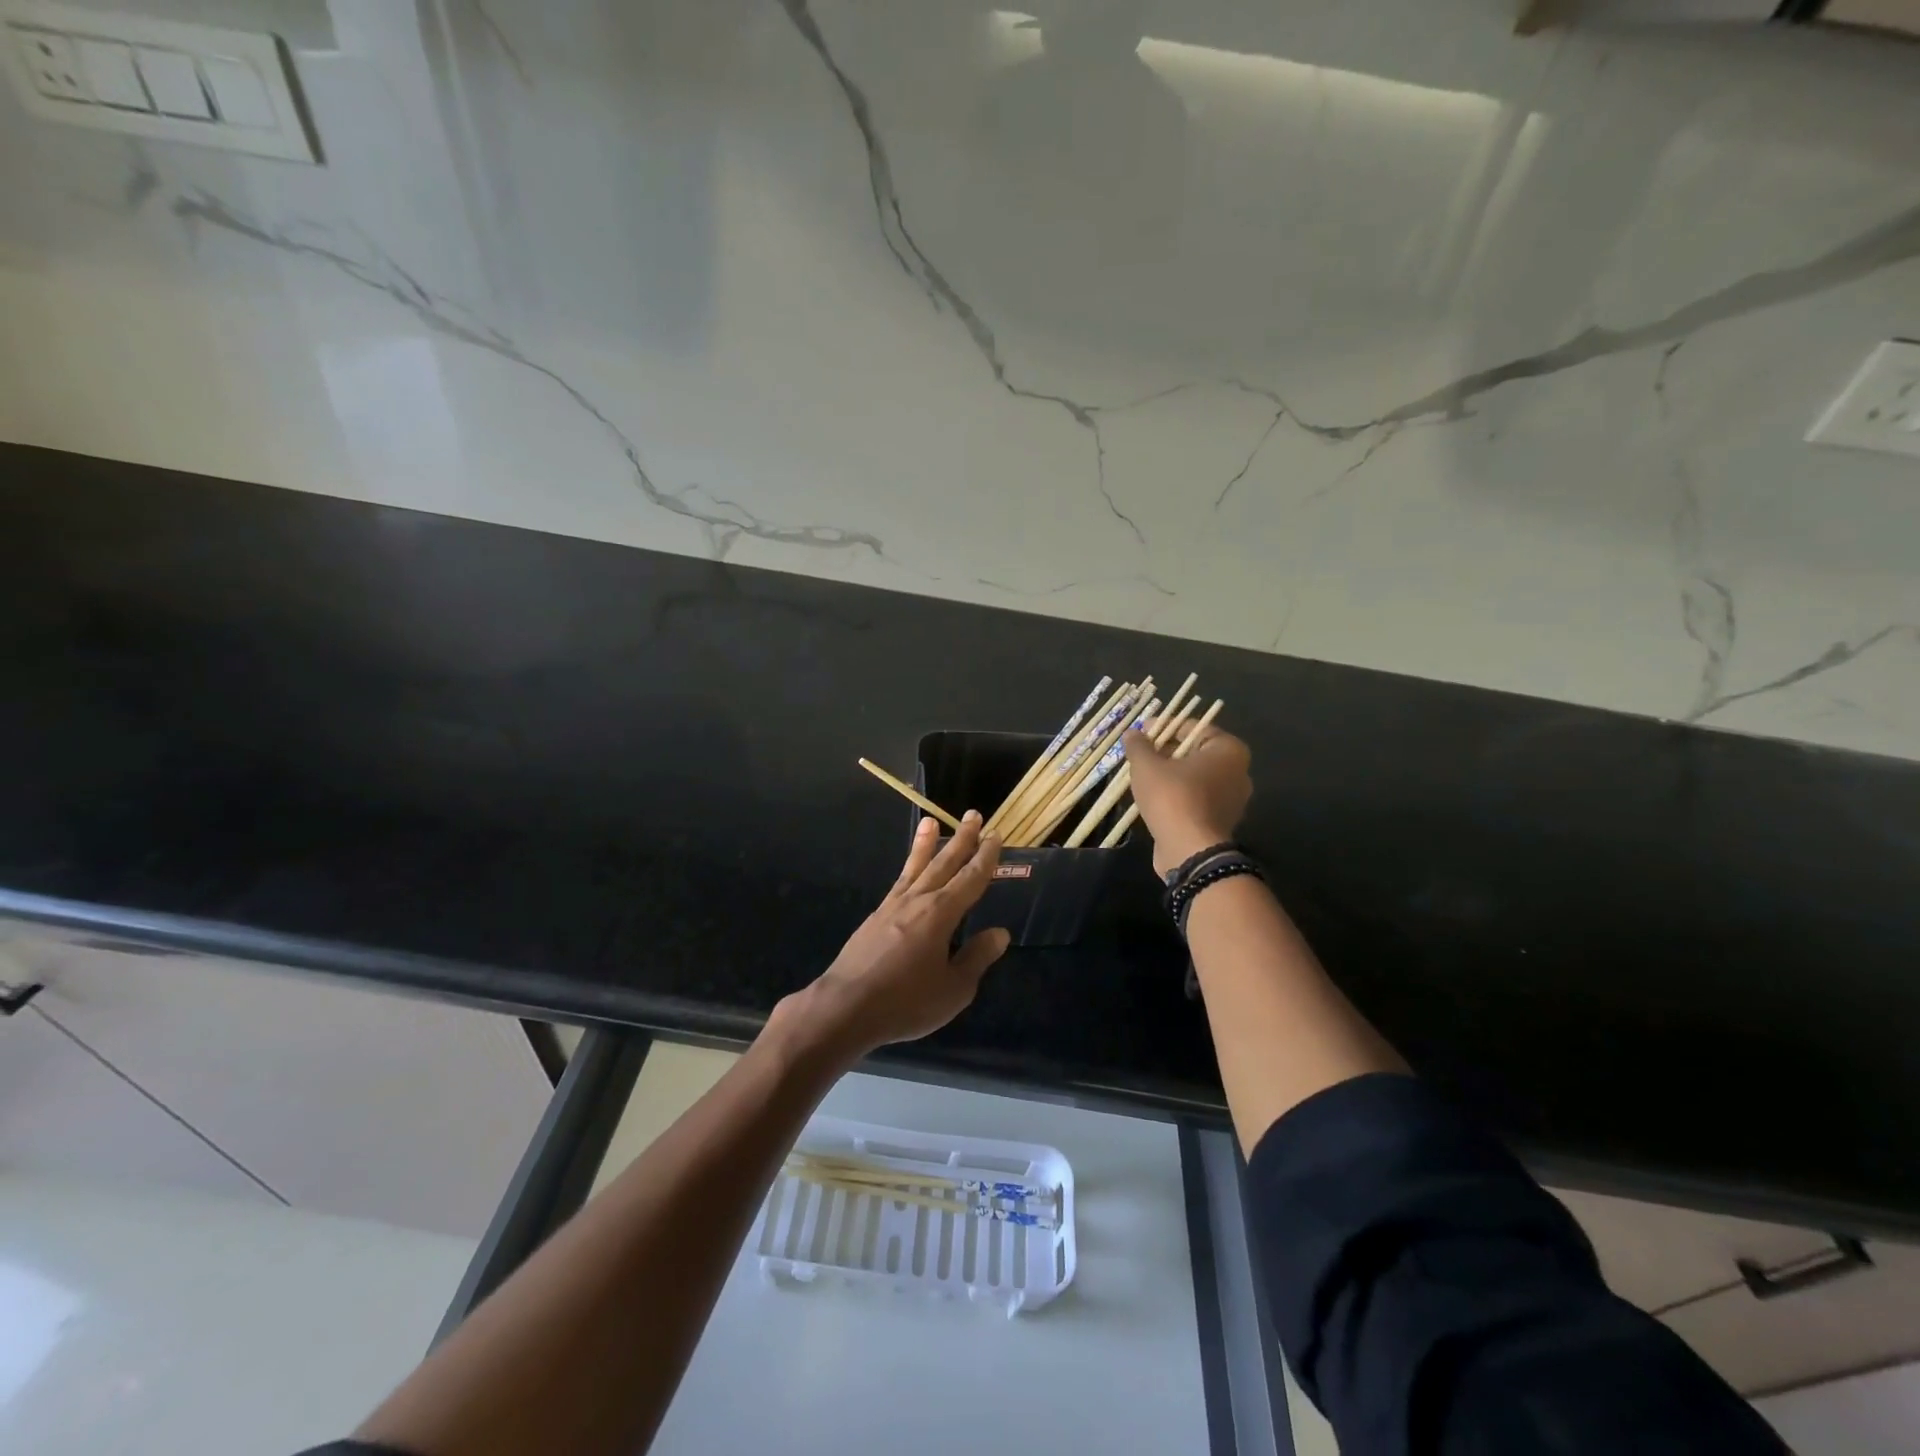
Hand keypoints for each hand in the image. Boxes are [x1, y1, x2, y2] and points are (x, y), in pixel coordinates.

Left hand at [784, 811, 1010, 1055]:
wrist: (846, 1007)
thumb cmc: (907, 1002)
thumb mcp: (954, 989)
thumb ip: (976, 958)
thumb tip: (1000, 933)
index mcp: (941, 914)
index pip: (970, 878)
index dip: (985, 857)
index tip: (995, 835)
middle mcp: (918, 901)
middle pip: (944, 863)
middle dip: (961, 839)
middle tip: (973, 815)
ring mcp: (892, 907)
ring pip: (915, 867)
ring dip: (926, 844)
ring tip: (931, 821)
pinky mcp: (875, 918)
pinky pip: (898, 883)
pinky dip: (907, 869)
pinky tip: (909, 872)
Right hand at [1122, 724, 1252, 876]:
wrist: (1190, 851)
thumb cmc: (1173, 798)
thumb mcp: (1147, 766)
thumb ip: (1139, 746)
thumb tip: (1132, 733)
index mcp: (1228, 750)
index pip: (1194, 727)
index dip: (1165, 726)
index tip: (1142, 732)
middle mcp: (1238, 771)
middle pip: (1196, 752)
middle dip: (1167, 751)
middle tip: (1140, 754)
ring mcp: (1233, 799)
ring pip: (1196, 777)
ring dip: (1171, 774)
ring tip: (1143, 776)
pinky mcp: (1222, 821)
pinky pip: (1197, 798)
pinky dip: (1178, 795)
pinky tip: (1155, 798)